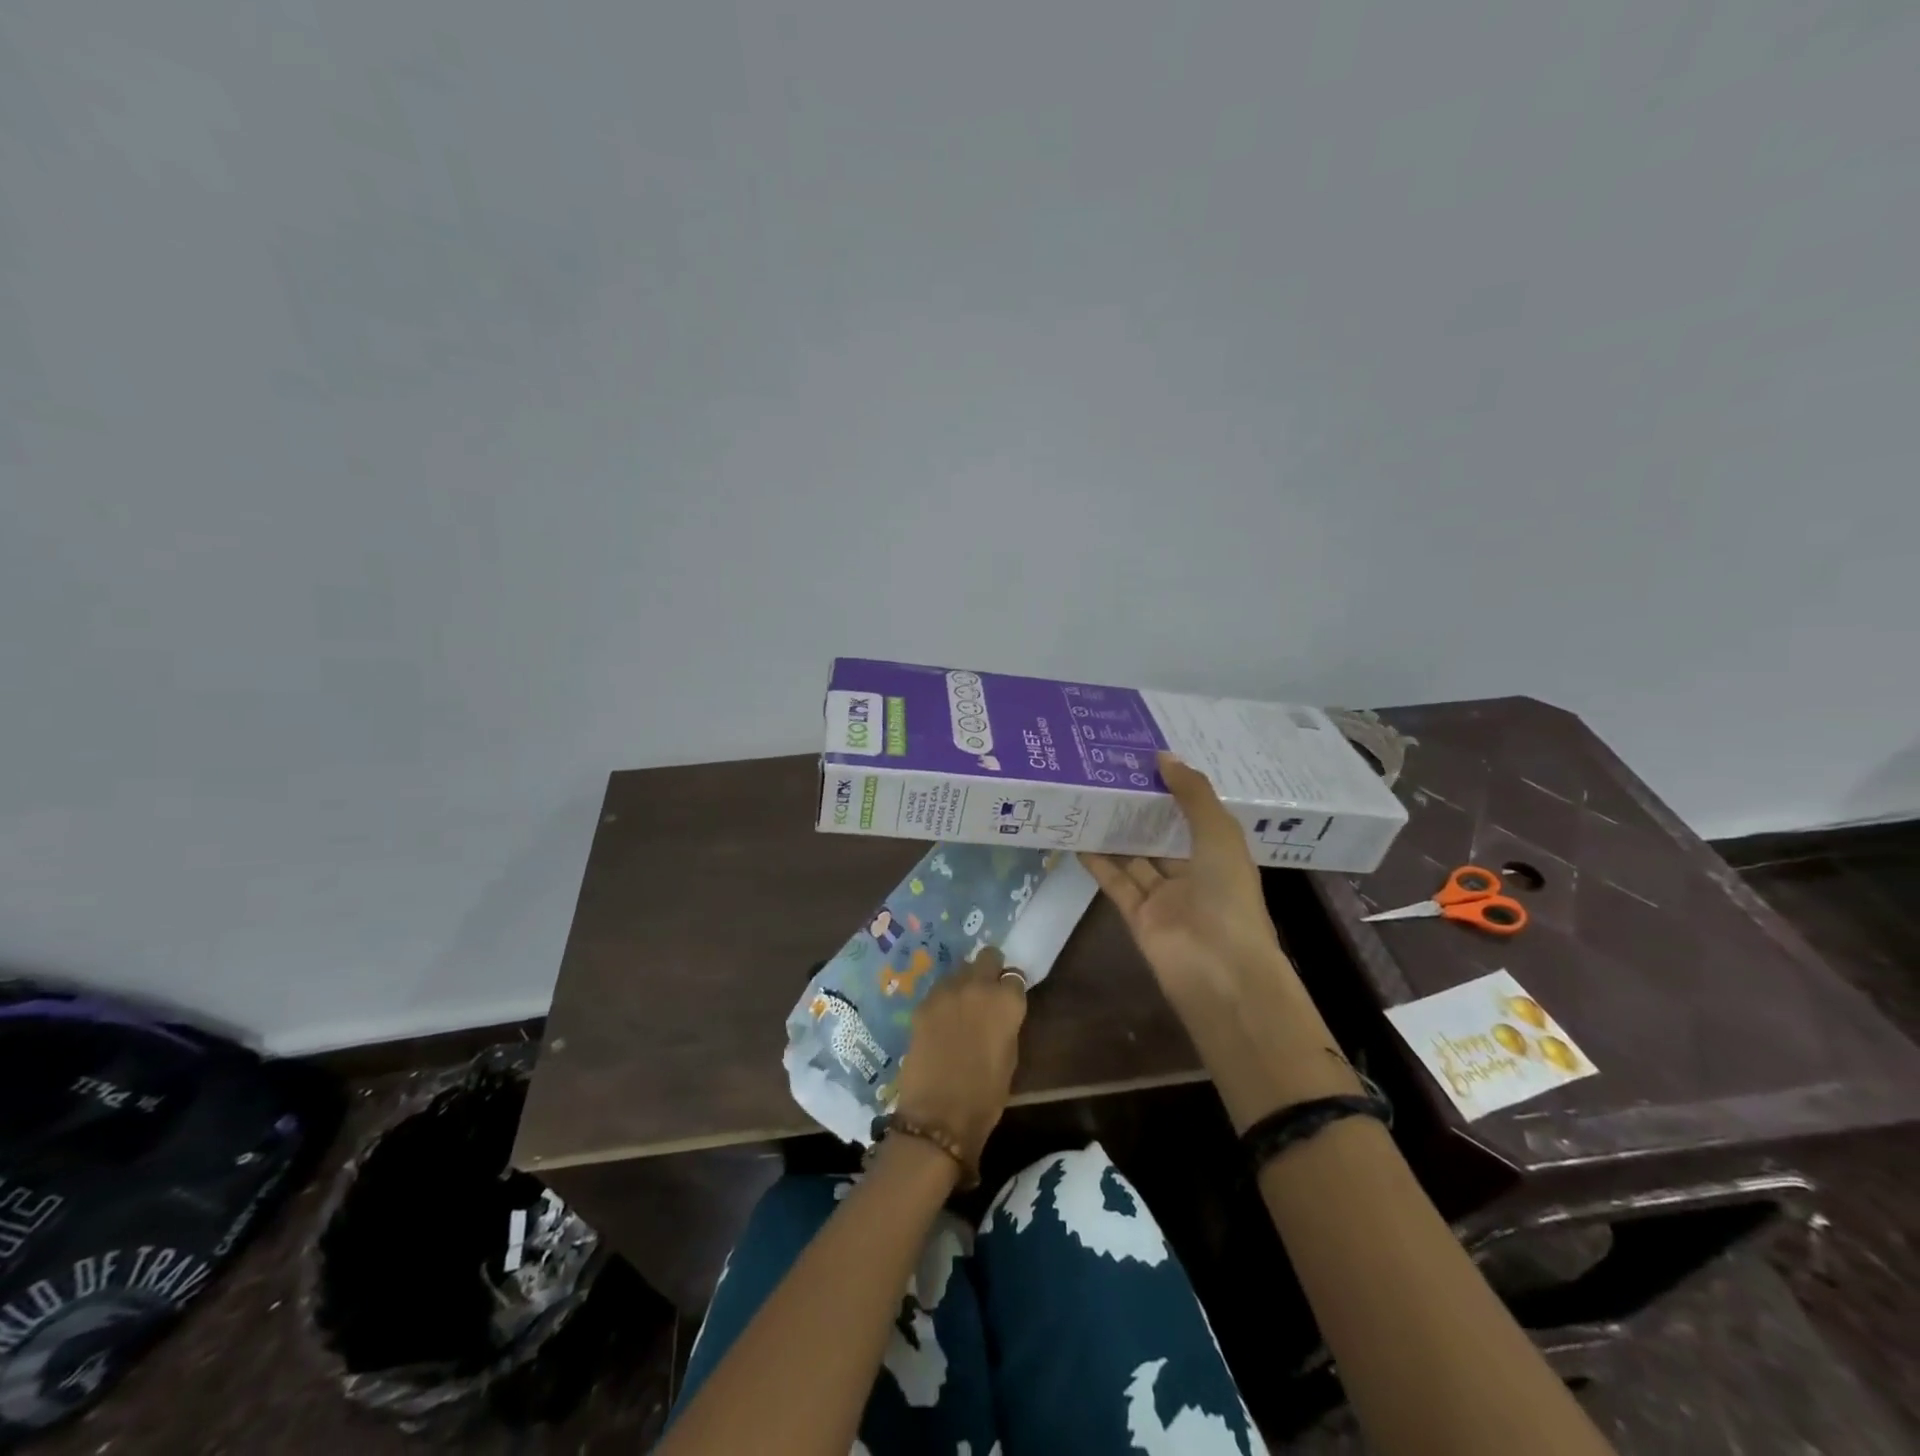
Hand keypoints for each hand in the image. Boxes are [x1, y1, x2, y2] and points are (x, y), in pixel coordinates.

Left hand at [893, 948, 1028, 1164]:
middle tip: (987, 992)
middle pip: (988, 957)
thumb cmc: (985, 1095)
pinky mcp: (923, 1003)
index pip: (1015, 977)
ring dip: (965, 982)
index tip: (1008, 999)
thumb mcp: (1009, 1057)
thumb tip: (999, 1013)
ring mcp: (947, 991)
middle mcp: (978, 986)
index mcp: (1006, 1001)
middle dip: (990, 969)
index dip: (1011, 988)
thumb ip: (1006, 1024)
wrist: (938, 1115)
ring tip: (962, 1006)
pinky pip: (939, 989)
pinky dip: (944, 998)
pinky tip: (942, 1019)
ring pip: (961, 969)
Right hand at [1083, 754, 1356, 1126]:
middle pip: (1161, 834)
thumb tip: (1163, 755)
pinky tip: (1076, 837)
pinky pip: (1116, 883)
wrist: (1220, 971)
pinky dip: (1097, 863)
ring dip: (1113, 832)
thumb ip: (1192, 794)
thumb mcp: (1218, 834)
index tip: (1146, 759)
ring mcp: (1165, 897)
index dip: (1174, 788)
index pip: (1195, 813)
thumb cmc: (1229, 897)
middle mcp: (1193, 873)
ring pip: (1134, 857)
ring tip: (1085, 798)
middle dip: (1138, 808)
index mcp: (1220, 853)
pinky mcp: (1138, 916)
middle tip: (1107, 774)